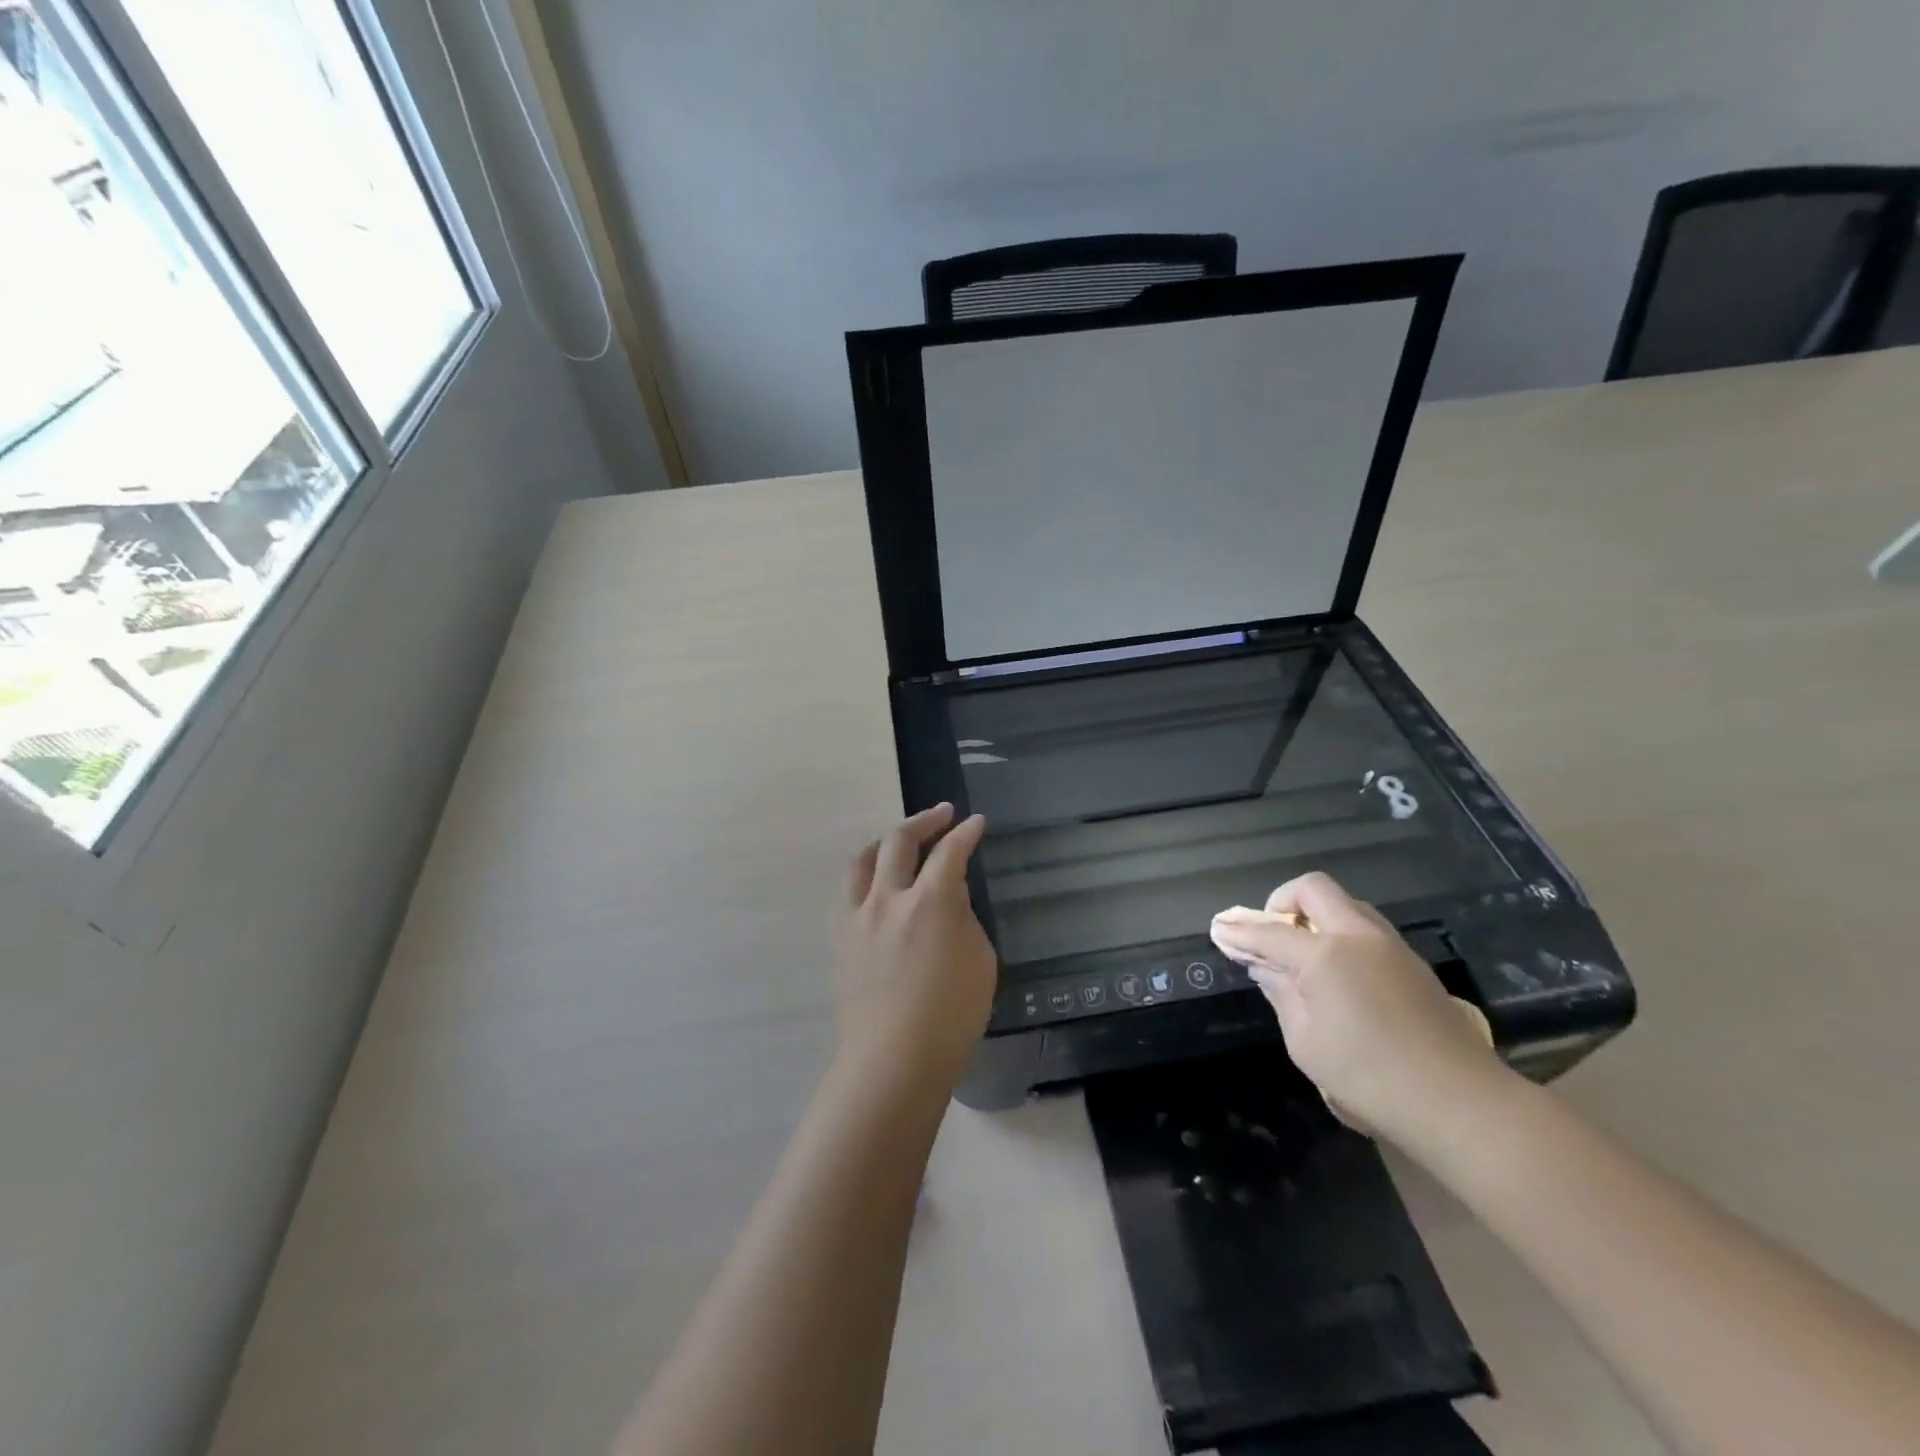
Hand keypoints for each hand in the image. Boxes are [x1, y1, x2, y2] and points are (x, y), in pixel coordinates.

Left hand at [833, 804, 996, 1094]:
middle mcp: (888, 898)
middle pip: (899, 841)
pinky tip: (875, 884)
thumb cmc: (951, 1016)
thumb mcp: (980, 961)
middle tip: (943, 815)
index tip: (976, 823)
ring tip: (901, 840)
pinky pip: (848, 891)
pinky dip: (865, 875)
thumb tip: (948, 895)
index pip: (950, 852)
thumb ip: (963, 918)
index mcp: (929, 903)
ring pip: (863, 859)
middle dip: (925, 821)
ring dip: (886, 842)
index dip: (966, 833)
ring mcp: (857, 917)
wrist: (894, 1060)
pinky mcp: (839, 937)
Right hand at [1209, 872, 1510, 1146]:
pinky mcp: (1414, 965)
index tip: (1219, 931)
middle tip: (1271, 934)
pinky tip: (1338, 974)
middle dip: (1283, 903)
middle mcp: (1359, 936)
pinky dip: (1342, 936)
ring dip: (1317, 917)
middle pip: (1313, 890)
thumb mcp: (1305, 1041)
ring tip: (1303, 955)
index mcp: (1326, 953)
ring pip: (1346, 905)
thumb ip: (1281, 993)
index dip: (1239, 932)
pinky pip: (1367, 930)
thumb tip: (1266, 967)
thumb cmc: (1369, 1076)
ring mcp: (1392, 947)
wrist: (1460, 1103)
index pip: (1269, 931)